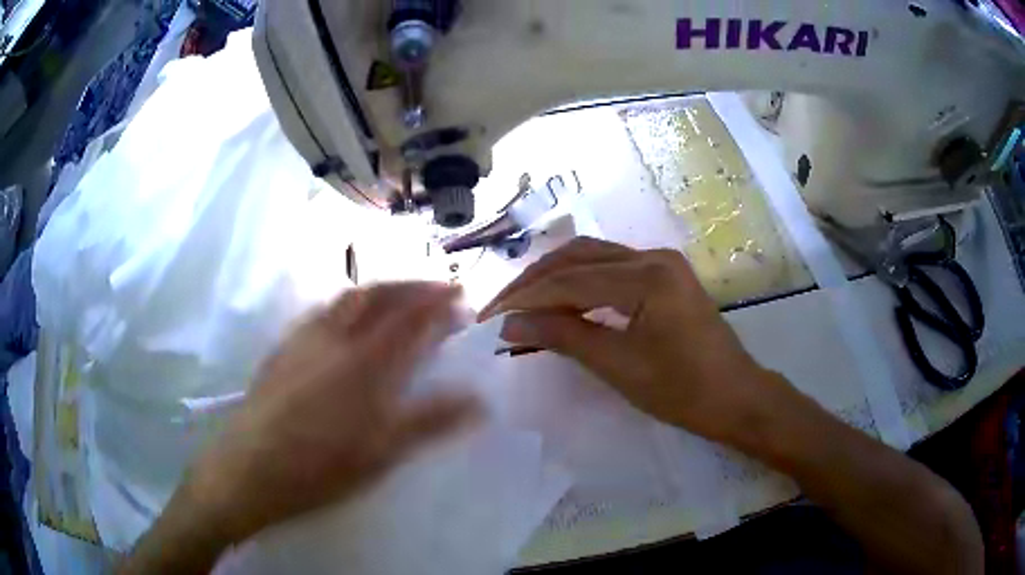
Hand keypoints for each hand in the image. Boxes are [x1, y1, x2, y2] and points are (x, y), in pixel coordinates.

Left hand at [186, 282, 478, 544]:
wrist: (248, 470)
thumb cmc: (319, 467)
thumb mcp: (382, 453)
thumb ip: (431, 421)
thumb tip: (479, 400)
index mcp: (363, 361)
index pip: (409, 316)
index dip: (438, 301)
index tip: (461, 296)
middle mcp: (333, 337)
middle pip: (377, 294)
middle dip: (410, 285)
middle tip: (434, 291)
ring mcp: (303, 340)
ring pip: (345, 299)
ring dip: (378, 291)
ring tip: (396, 300)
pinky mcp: (282, 350)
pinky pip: (321, 313)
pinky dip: (347, 306)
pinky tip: (346, 324)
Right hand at [480, 238, 773, 444]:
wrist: (736, 397)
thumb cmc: (682, 391)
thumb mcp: (619, 367)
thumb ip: (563, 337)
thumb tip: (510, 326)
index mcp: (647, 277)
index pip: (569, 281)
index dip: (525, 299)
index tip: (489, 319)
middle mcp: (653, 257)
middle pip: (578, 257)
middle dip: (534, 282)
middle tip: (500, 308)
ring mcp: (661, 263)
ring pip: (593, 256)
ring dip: (554, 276)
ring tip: (522, 302)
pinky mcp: (664, 276)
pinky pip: (611, 268)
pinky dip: (579, 281)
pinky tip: (560, 299)